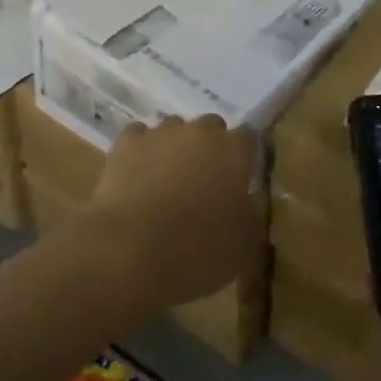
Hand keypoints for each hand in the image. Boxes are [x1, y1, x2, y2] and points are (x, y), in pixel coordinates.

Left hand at [79, 116, 265, 312]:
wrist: (128, 252)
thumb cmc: (196, 253)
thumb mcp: (244, 248)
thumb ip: (254, 215)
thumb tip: (252, 200)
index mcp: (234, 151)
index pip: (249, 138)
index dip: (245, 158)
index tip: (241, 180)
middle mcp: (200, 131)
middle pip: (211, 128)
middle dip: (210, 149)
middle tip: (204, 184)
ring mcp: (161, 133)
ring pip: (174, 130)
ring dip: (175, 149)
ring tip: (166, 183)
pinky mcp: (127, 142)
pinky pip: (140, 138)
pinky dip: (141, 152)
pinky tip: (137, 177)